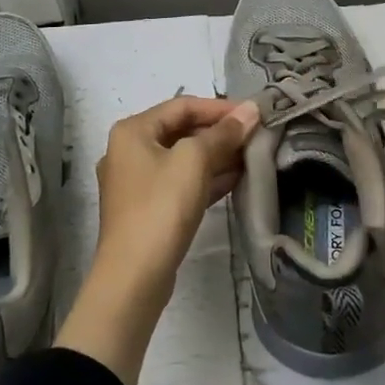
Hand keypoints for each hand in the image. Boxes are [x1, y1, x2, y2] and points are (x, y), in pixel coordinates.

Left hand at [56, 94, 258, 384]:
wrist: (134, 278)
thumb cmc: (161, 207)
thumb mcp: (195, 161)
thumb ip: (223, 133)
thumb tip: (251, 110)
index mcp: (133, 131)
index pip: (182, 106)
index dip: (219, 108)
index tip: (252, 114)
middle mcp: (129, 151)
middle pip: (182, 131)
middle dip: (219, 133)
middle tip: (255, 135)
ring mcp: (137, 183)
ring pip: (183, 158)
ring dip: (216, 156)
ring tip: (252, 155)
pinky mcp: (148, 209)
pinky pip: (181, 182)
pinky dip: (206, 178)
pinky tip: (236, 179)